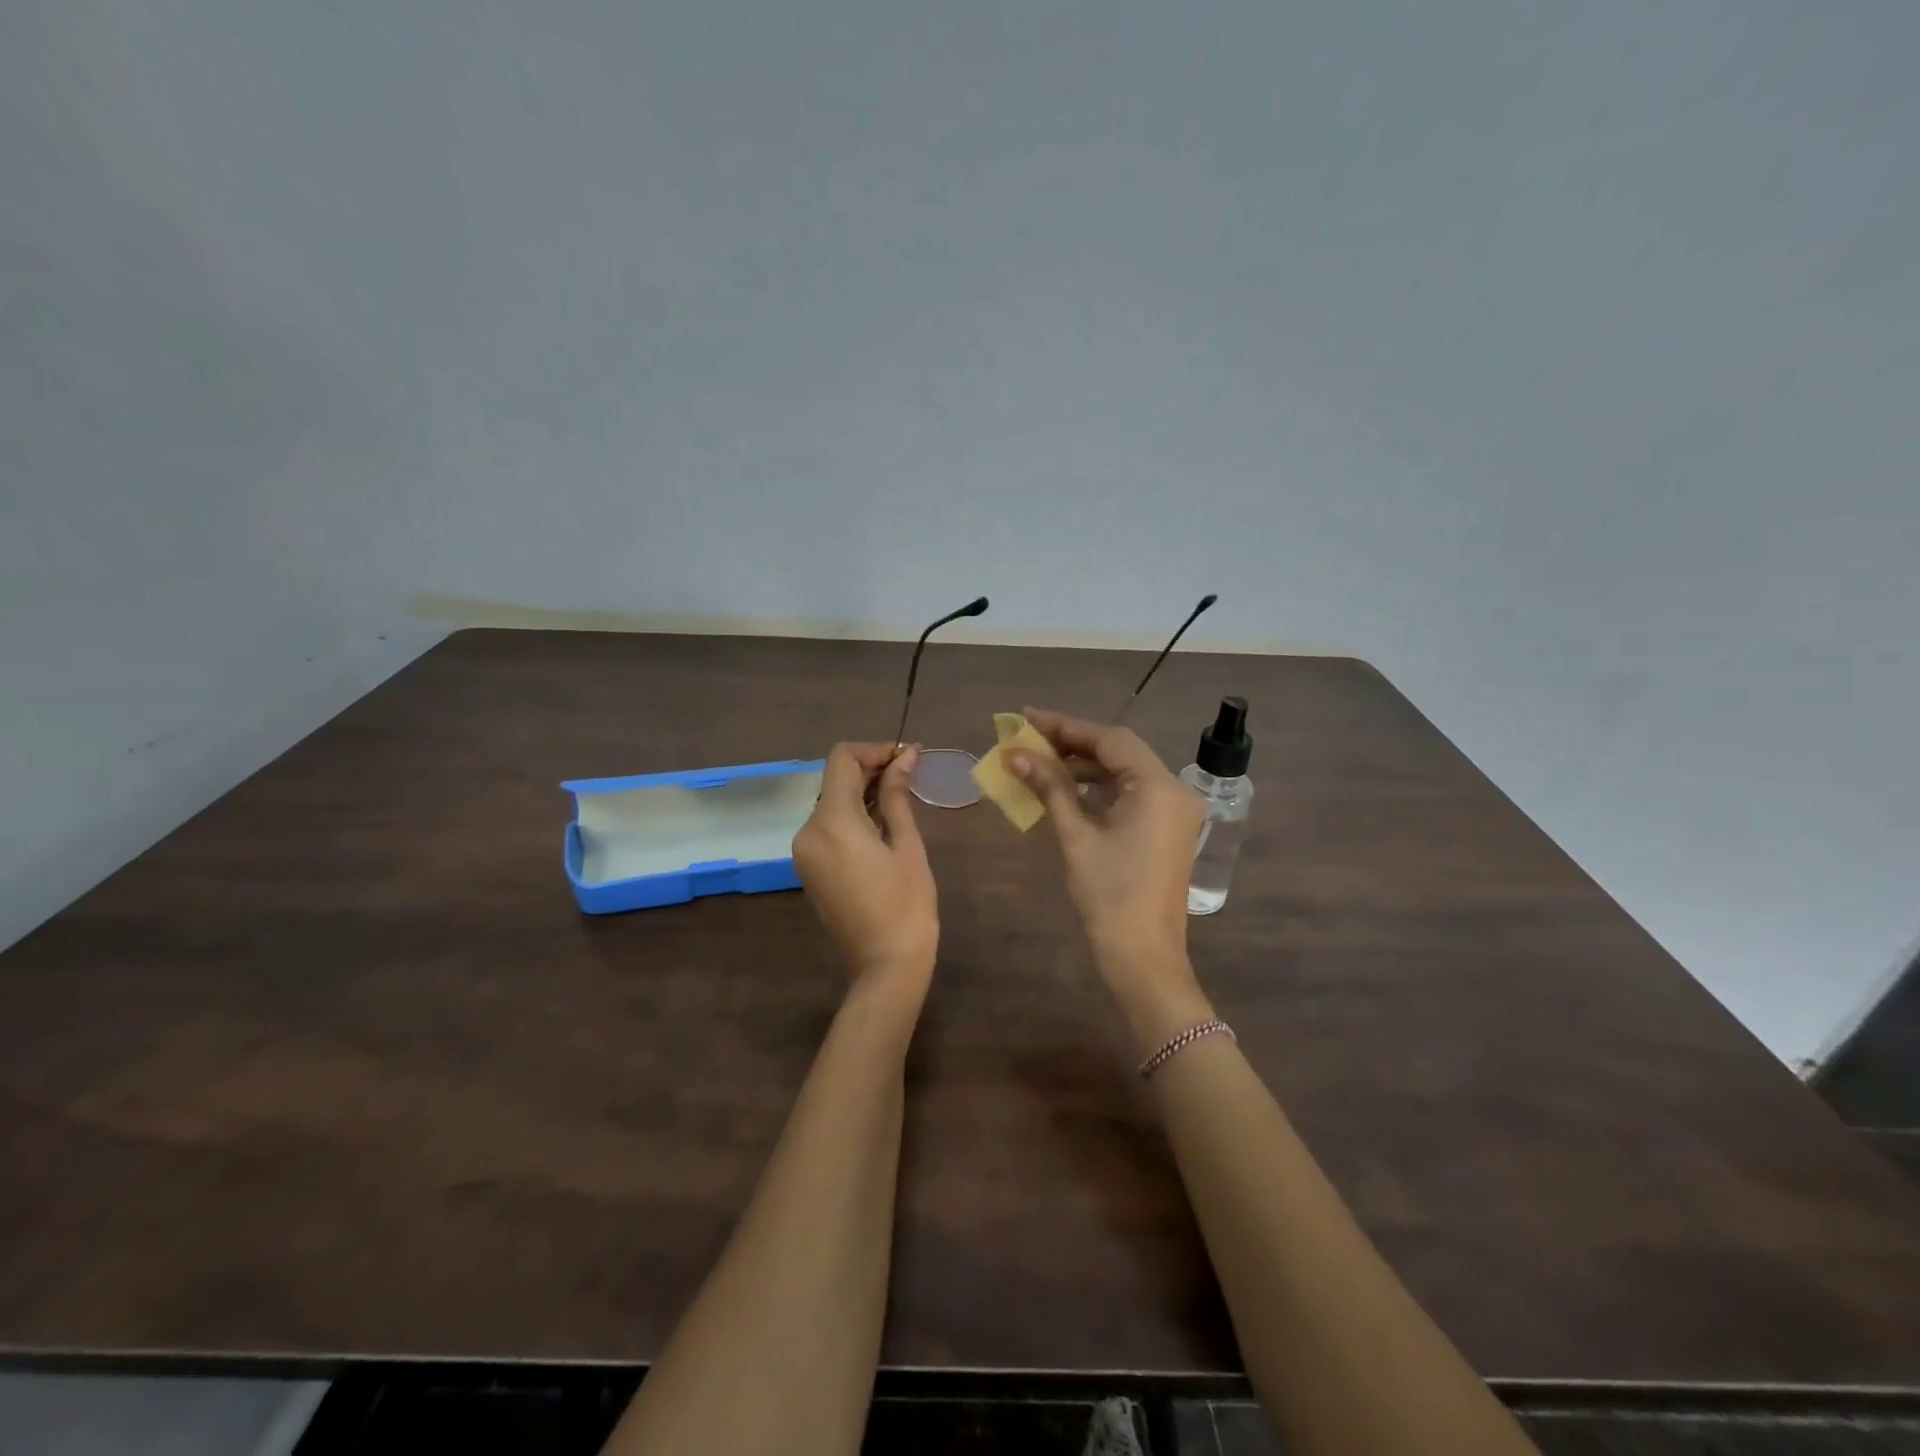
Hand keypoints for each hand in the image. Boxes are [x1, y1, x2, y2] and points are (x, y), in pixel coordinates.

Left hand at [792, 743, 937, 998]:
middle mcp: (808, 830)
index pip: (842, 759)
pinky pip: (827, 826)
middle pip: (834, 779)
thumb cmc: (906, 903)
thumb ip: (898, 795)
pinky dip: (851, 814)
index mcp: (831, 821)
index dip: (874, 750)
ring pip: (830, 801)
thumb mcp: (906, 843)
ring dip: (861, 791)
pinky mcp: (808, 867)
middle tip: (910, 772)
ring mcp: (804, 851)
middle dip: (870, 769)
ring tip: (901, 795)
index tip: (906, 756)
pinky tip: (881, 820)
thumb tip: (905, 755)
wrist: (886, 963)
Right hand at [1007, 708, 1204, 982]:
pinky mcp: (1167, 828)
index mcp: (1157, 787)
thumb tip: (1015, 754)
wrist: (1143, 955)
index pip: (1110, 739)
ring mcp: (1174, 810)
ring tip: (1042, 762)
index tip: (1028, 718)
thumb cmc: (1108, 894)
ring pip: (1125, 771)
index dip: (1066, 726)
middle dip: (1074, 743)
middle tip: (1030, 739)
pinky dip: (1100, 788)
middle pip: (1120, 751)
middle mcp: (1173, 790)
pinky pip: (1132, 793)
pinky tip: (1068, 789)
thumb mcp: (1075, 835)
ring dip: (1085, 765)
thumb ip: (1049, 787)